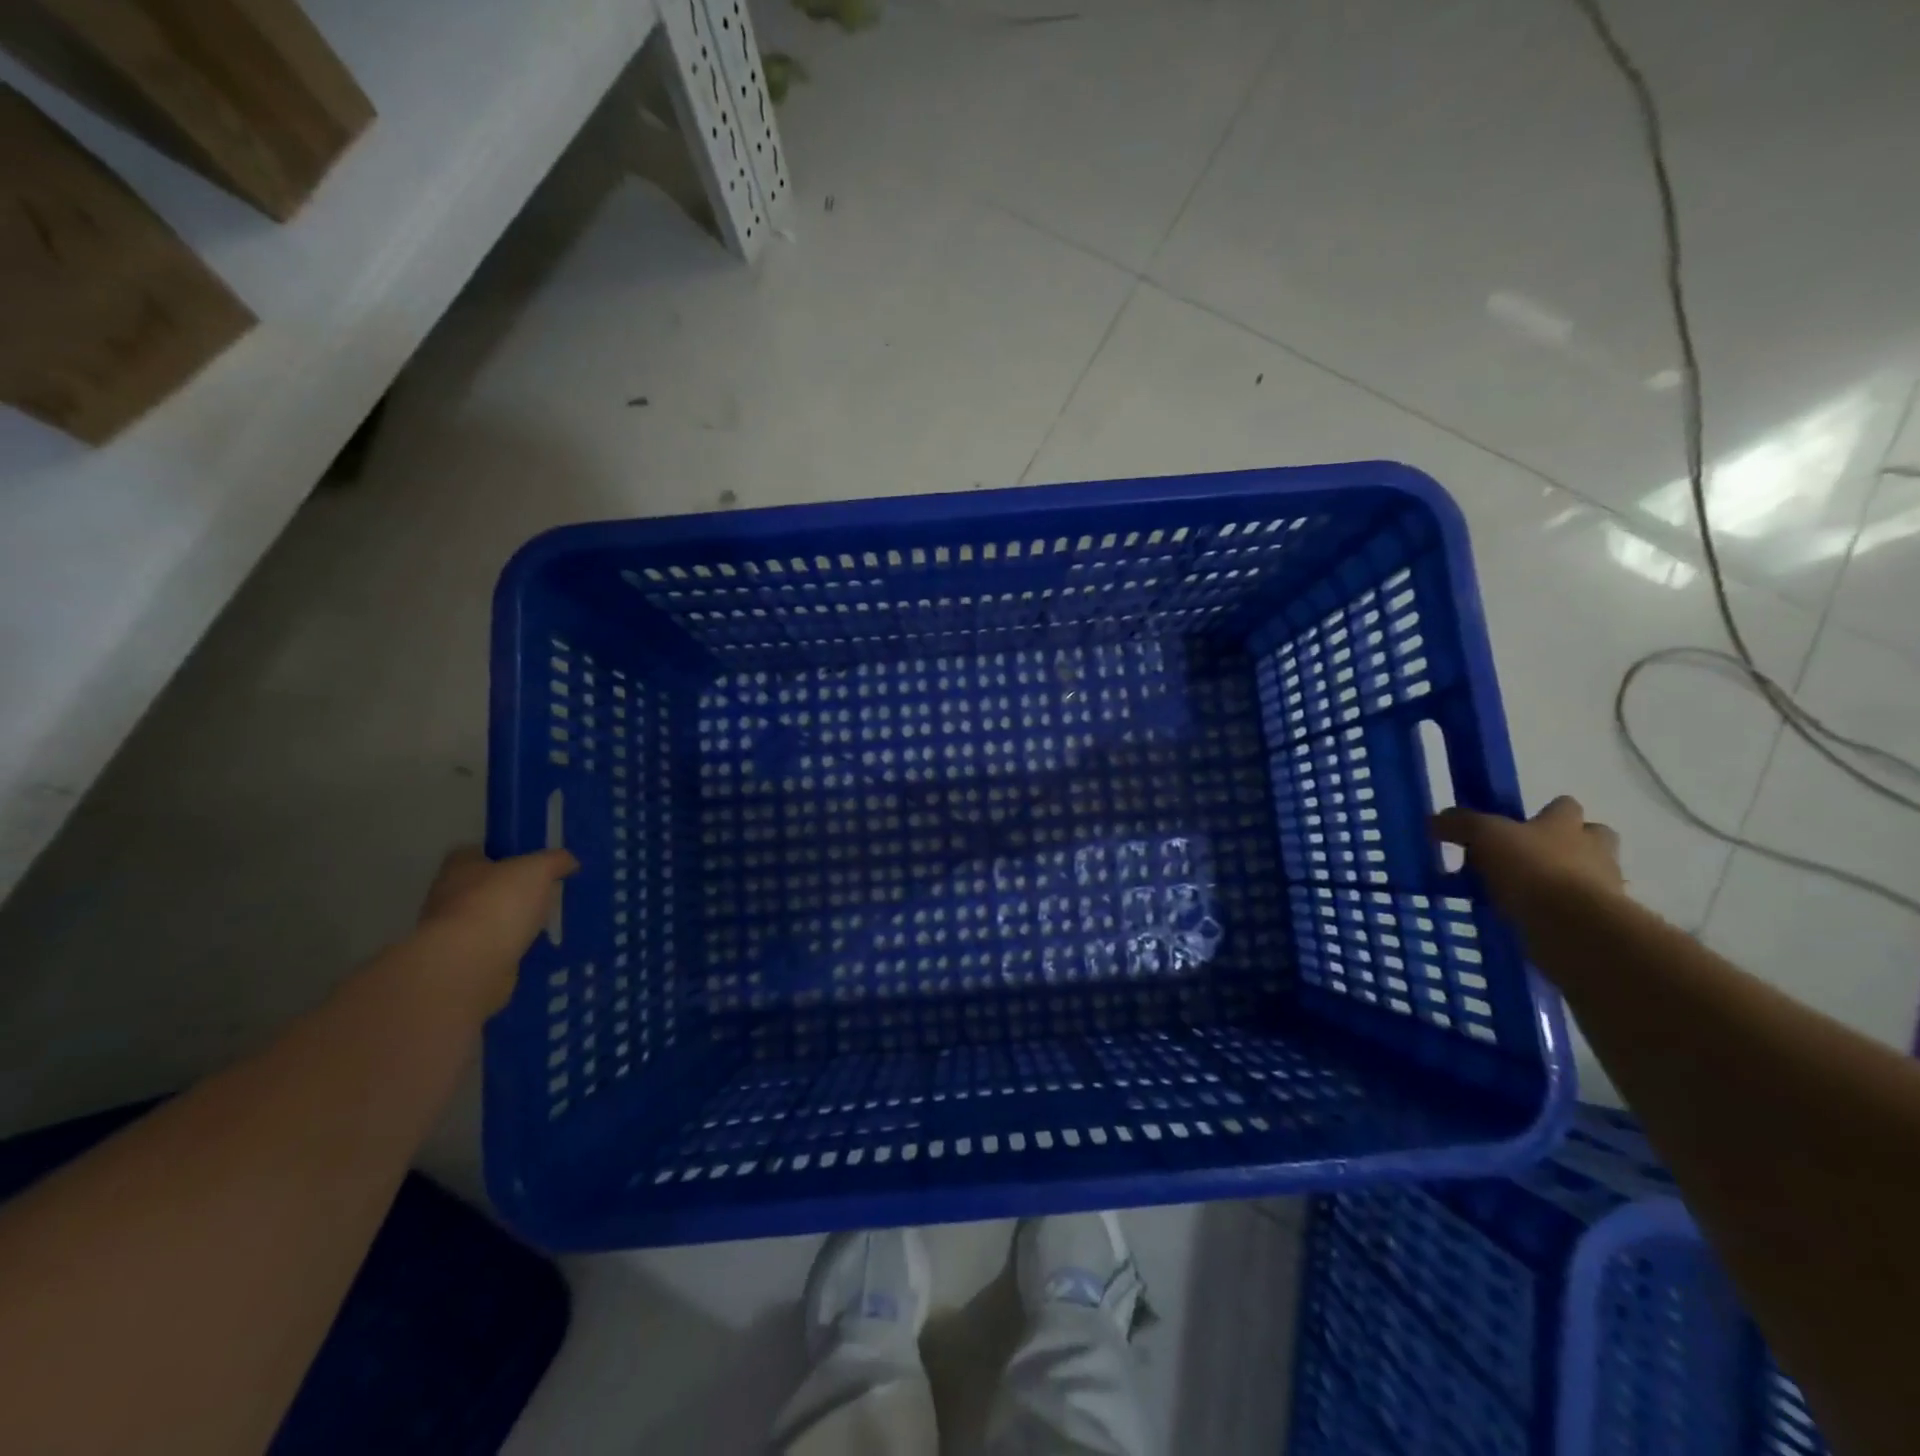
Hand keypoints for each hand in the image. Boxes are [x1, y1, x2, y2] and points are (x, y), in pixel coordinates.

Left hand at [414, 846, 577, 1012]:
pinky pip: (495, 948)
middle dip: (512, 891)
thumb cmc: (499, 903)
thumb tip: (569, 862)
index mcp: (459, 867)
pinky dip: (513, 948)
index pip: (479, 852)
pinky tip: (537, 948)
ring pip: (490, 920)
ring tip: (548, 922)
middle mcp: (449, 897)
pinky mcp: (464, 962)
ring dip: (512, 922)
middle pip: (485, 887)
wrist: (470, 965)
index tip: (533, 863)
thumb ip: (556, 860)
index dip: (506, 855)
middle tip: (547, 892)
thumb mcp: (538, 869)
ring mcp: (453, 933)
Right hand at [1431, 796, 1624, 929]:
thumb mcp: (1484, 835)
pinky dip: (1555, 916)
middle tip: (1527, 858)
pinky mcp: (1599, 923)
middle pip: (1591, 839)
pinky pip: (1576, 913)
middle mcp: (1592, 851)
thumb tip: (1436, 819)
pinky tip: (1525, 922)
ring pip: (1585, 878)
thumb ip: (1460, 824)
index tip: (1519, 825)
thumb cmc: (1532, 868)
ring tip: (1518, 896)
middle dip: (1566, 846)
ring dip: (1559, 883)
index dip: (1545, 812)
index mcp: (1566, 824)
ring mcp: (1602, 888)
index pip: (1565, 806)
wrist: (1575, 927)